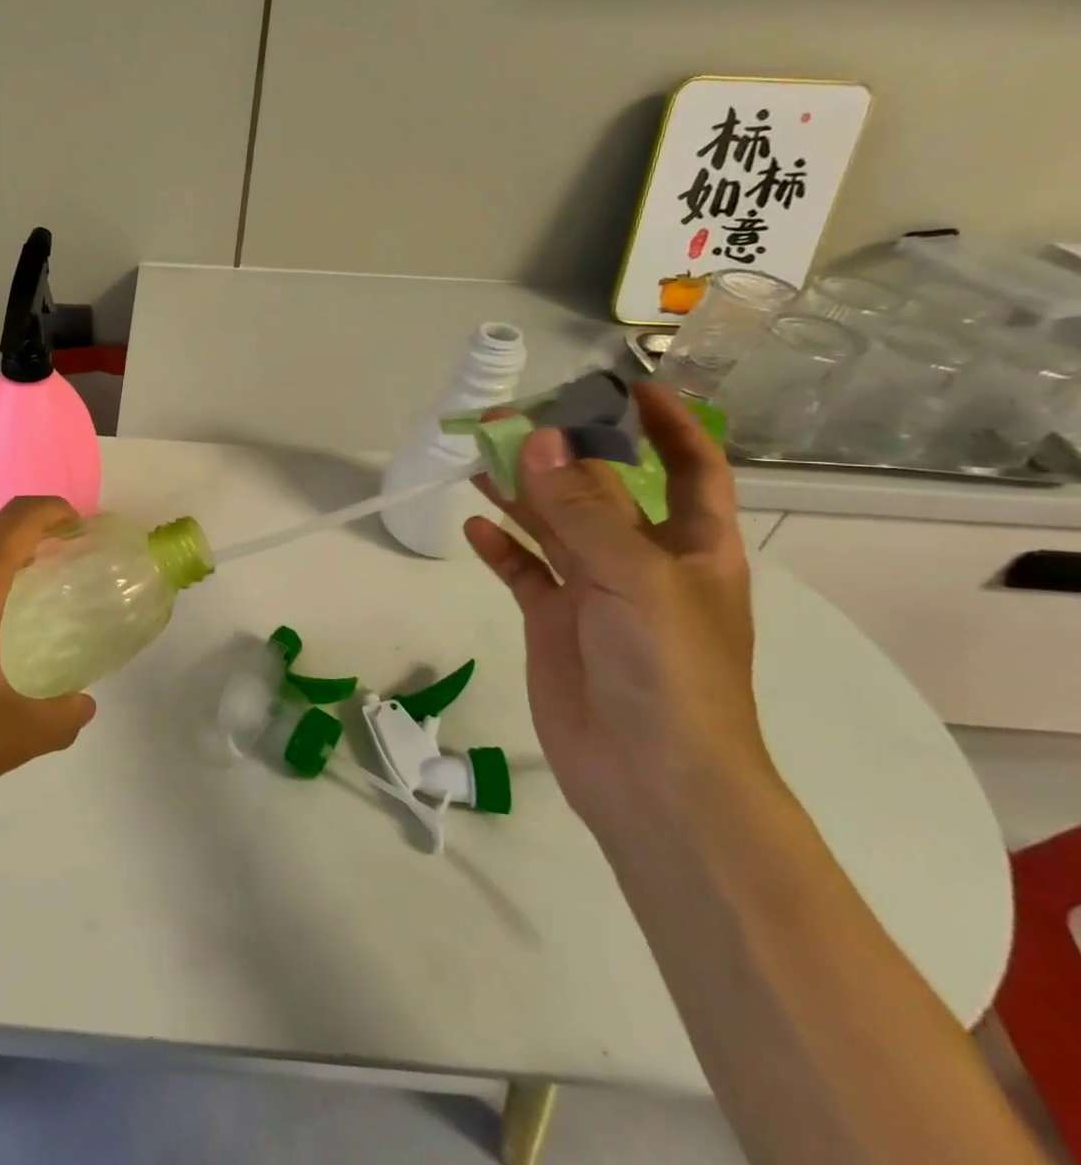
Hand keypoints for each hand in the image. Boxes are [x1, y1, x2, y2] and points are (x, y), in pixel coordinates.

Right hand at [462, 384, 775, 834]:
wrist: (651, 778)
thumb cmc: (668, 671)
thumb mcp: (634, 577)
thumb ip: (581, 507)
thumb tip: (538, 438)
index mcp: (691, 546)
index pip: (689, 468)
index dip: (667, 425)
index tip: (626, 386)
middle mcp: (643, 561)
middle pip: (601, 490)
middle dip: (562, 452)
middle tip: (507, 417)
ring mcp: (594, 593)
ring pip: (552, 526)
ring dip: (519, 491)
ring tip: (475, 456)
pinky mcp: (554, 623)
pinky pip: (523, 572)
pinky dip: (499, 547)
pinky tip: (473, 525)